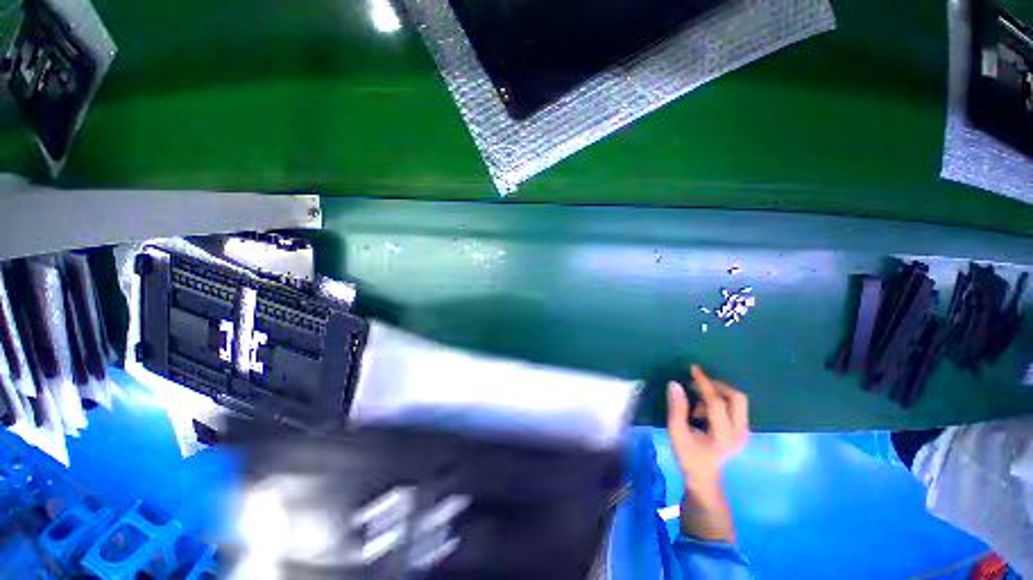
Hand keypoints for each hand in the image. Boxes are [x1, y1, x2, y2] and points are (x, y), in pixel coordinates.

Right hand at [666, 365, 749, 485]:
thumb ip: (676, 408)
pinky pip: (736, 406)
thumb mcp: (676, 432)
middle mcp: (740, 432)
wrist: (704, 477)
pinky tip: (704, 408)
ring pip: (738, 400)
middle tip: (697, 384)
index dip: (704, 383)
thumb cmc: (688, 455)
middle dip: (717, 386)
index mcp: (724, 435)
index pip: (716, 402)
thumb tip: (675, 384)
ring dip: (718, 392)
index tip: (693, 369)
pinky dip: (720, 400)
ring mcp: (744, 431)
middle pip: (737, 398)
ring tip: (697, 399)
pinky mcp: (743, 430)